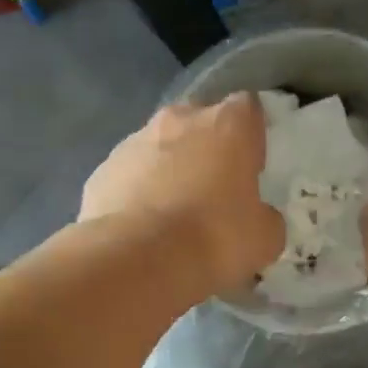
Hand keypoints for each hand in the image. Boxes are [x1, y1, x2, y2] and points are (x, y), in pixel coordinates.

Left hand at [80, 95, 284, 297]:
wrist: (138, 259)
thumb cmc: (215, 238)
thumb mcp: (264, 237)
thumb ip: (265, 217)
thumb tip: (258, 217)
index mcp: (228, 124)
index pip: (248, 108)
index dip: (251, 136)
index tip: (251, 166)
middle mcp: (180, 119)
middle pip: (199, 121)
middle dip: (206, 148)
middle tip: (213, 190)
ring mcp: (134, 141)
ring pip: (159, 146)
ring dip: (169, 169)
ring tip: (173, 215)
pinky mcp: (102, 170)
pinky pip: (129, 175)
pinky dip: (137, 193)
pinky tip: (143, 228)